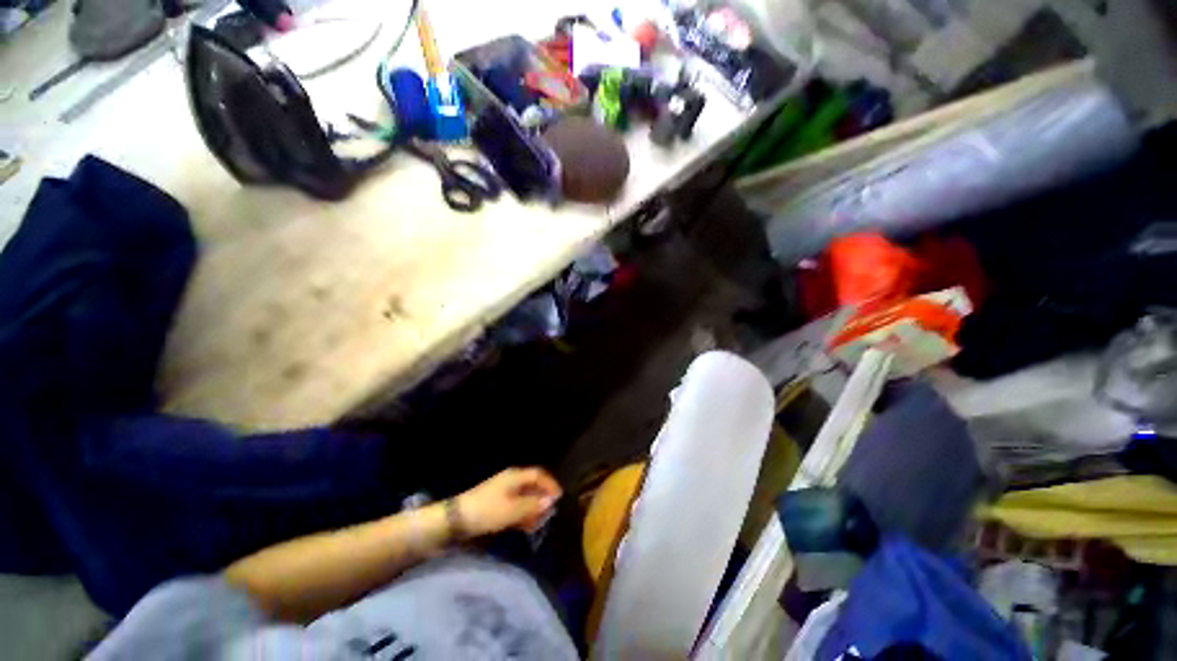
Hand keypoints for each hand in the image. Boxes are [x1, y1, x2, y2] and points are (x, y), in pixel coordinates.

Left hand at [454, 467, 561, 536]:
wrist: (455, 519)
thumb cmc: (487, 511)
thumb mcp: (512, 510)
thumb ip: (533, 505)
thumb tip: (550, 501)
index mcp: (516, 476)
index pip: (539, 475)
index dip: (550, 485)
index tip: (559, 498)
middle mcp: (511, 480)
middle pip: (532, 486)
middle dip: (542, 499)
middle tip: (549, 514)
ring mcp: (503, 492)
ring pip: (524, 497)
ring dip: (533, 509)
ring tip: (539, 524)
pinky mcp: (496, 504)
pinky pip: (515, 506)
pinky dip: (523, 514)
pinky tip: (526, 526)